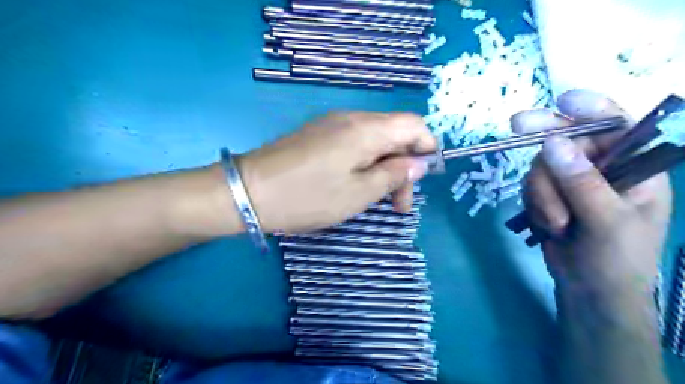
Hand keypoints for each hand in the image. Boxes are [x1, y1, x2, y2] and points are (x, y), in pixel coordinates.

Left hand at [238, 110, 435, 233]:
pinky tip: (358, 185)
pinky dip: (365, 163)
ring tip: (380, 200)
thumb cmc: (308, 197)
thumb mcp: (358, 194)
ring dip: (384, 168)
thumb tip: (418, 163)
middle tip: (399, 205)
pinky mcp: (318, 135)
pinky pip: (354, 143)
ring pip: (374, 141)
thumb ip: (393, 175)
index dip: (426, 146)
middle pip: (394, 134)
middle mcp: (351, 119)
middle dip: (404, 167)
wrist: (249, 191)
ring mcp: (332, 125)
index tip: (424, 177)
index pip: (413, 124)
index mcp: (366, 129)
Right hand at [517, 89, 671, 293]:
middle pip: (566, 143)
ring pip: (541, 169)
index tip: (562, 100)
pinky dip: (534, 205)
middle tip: (515, 123)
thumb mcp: (607, 221)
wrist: (590, 292)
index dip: (592, 108)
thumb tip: (552, 143)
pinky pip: (531, 187)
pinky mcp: (550, 197)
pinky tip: (548, 224)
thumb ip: (582, 182)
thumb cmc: (616, 260)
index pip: (617, 127)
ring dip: (542, 195)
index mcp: (634, 169)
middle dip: (545, 144)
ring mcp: (572, 184)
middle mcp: (601, 170)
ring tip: (556, 223)